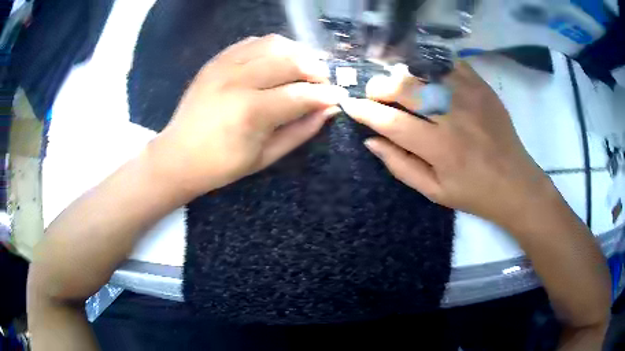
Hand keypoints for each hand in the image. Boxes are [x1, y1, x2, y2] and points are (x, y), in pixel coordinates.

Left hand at [149, 34, 346, 195]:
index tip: (339, 97)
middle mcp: (239, 81)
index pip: (301, 95)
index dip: (326, 95)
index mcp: (251, 112)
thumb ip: (300, 131)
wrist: (178, 156)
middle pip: (291, 61)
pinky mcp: (216, 60)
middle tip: (323, 83)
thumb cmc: (222, 165)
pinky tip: (278, 60)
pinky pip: (252, 42)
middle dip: (317, 70)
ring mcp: (224, 66)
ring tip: (304, 67)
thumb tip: (328, 110)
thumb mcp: (266, 158)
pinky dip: (272, 47)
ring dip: (298, 52)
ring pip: (274, 44)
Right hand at [340, 62, 552, 228]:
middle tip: (374, 92)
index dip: (365, 111)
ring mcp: (470, 96)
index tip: (351, 105)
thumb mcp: (434, 192)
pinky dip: (432, 63)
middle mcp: (454, 117)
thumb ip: (400, 166)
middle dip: (380, 86)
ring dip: (403, 73)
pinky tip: (426, 73)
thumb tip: (371, 141)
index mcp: (440, 148)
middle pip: (406, 87)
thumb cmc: (474, 193)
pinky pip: (450, 63)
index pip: (391, 122)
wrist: (516, 183)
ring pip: (425, 70)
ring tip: (398, 82)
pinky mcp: (482, 87)